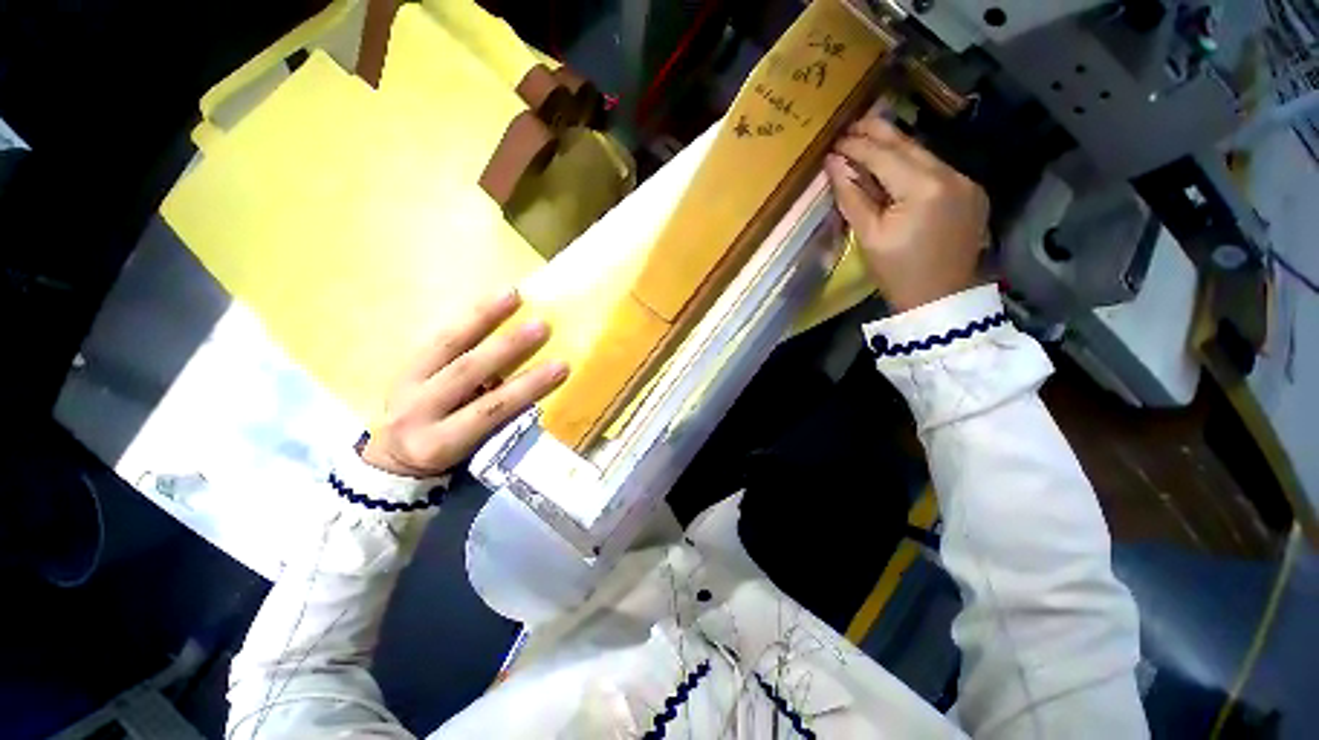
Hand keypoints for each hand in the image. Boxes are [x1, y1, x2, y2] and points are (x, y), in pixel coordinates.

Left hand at [362, 289, 568, 476]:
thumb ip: (498, 423)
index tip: (561, 367)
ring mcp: (405, 382)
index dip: (526, 388)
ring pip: (445, 344)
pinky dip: (466, 317)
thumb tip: (535, 391)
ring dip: (482, 317)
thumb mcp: (471, 452)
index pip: (490, 410)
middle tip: (541, 326)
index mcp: (439, 440)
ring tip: (513, 295)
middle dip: (507, 347)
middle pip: (466, 372)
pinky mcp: (403, 364)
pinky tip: (489, 300)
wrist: (391, 457)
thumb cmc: (445, 458)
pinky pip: (437, 335)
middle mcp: (417, 409)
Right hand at [826, 114, 989, 312]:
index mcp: (924, 188)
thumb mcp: (868, 236)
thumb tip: (834, 164)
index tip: (834, 140)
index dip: (857, 146)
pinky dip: (912, 165)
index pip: (884, 155)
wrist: (940, 299)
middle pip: (909, 146)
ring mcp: (967, 182)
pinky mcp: (972, 192)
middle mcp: (952, 175)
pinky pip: (936, 170)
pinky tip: (895, 166)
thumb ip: (851, 196)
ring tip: (868, 139)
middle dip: (878, 133)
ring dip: (895, 148)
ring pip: (924, 155)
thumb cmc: (897, 273)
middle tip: (851, 124)